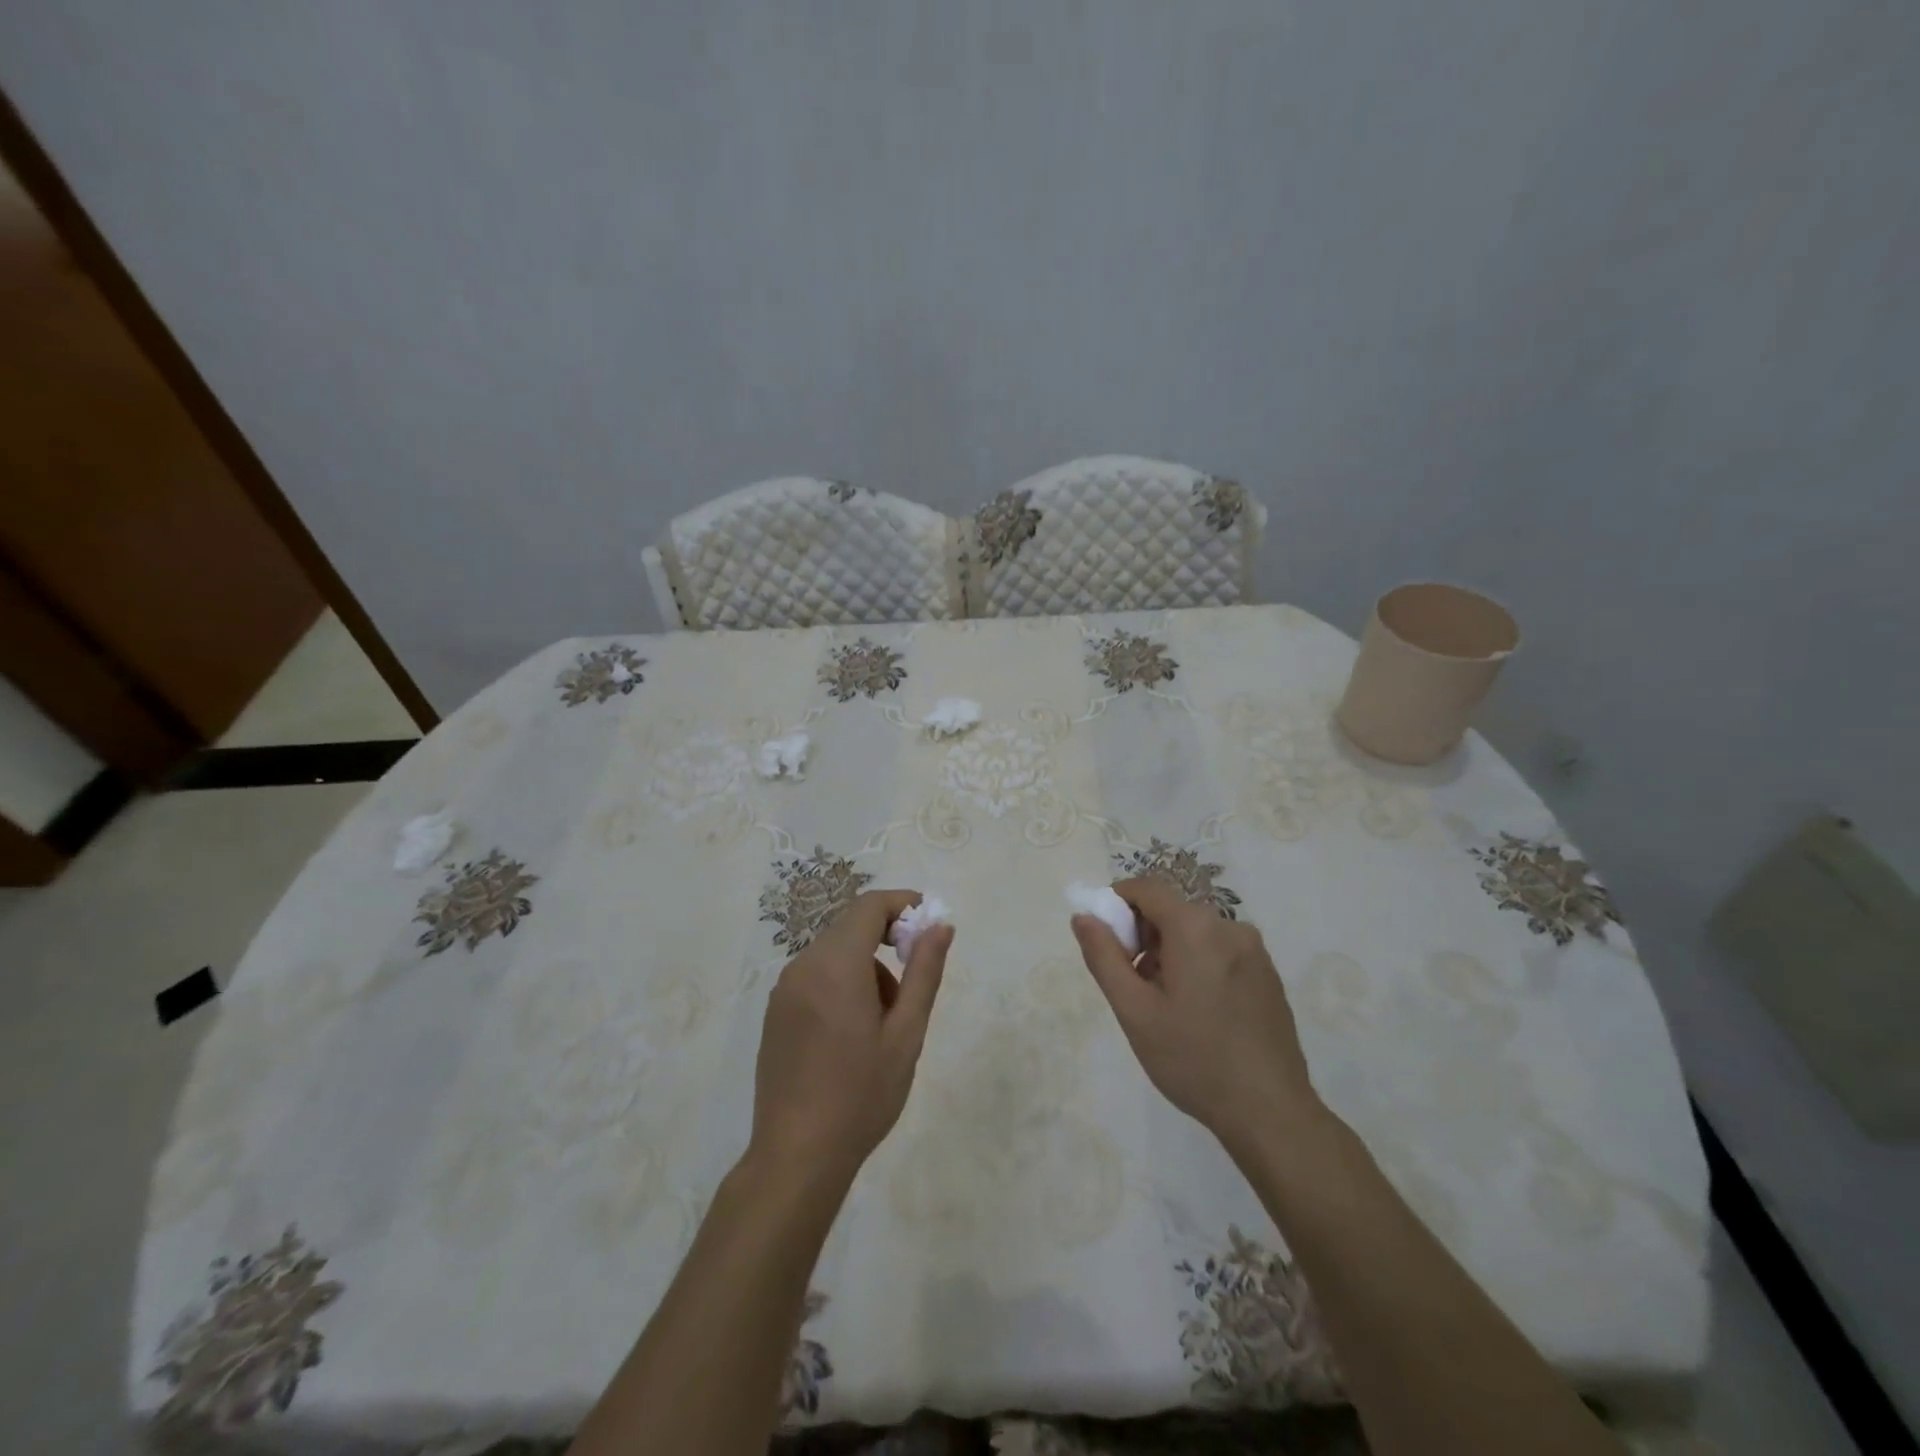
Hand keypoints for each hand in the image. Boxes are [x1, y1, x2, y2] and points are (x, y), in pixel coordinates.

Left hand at [749, 890, 951, 1188]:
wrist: (797, 1156)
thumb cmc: (861, 1095)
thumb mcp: (906, 1034)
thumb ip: (924, 972)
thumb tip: (940, 926)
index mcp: (836, 965)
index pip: (869, 906)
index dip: (902, 904)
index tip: (929, 926)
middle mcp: (804, 966)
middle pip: (851, 927)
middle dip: (888, 940)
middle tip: (913, 984)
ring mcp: (784, 989)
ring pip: (834, 953)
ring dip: (866, 966)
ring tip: (885, 1022)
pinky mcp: (776, 1012)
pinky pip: (816, 976)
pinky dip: (842, 982)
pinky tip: (853, 1033)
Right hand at [1072, 876, 1320, 1157]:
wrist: (1270, 1112)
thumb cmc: (1193, 1059)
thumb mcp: (1134, 1011)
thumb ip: (1104, 957)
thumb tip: (1083, 916)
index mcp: (1195, 927)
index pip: (1146, 888)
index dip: (1117, 905)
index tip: (1107, 944)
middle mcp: (1229, 926)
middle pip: (1171, 910)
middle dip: (1144, 937)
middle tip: (1135, 986)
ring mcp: (1254, 950)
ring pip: (1195, 932)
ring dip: (1170, 953)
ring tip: (1166, 1007)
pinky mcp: (1267, 973)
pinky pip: (1220, 951)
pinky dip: (1198, 965)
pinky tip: (1199, 1014)